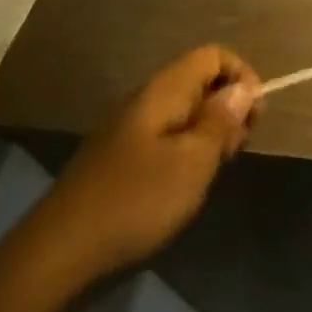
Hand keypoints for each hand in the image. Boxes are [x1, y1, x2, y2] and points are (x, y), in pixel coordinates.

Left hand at [14, 46, 259, 295]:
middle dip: (228, 107)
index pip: (213, 55)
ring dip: (209, 133)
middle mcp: (145, 100)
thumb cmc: (136, 201)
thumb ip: (221, 120)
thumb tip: (243, 87)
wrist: (58, 257)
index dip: (242, 76)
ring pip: (185, 112)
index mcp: (163, 90)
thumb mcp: (193, 161)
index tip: (253, 117)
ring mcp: (129, 131)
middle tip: (235, 149)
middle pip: (200, 81)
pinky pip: (167, 137)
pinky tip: (186, 185)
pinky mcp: (120, 160)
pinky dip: (187, 152)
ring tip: (213, 170)